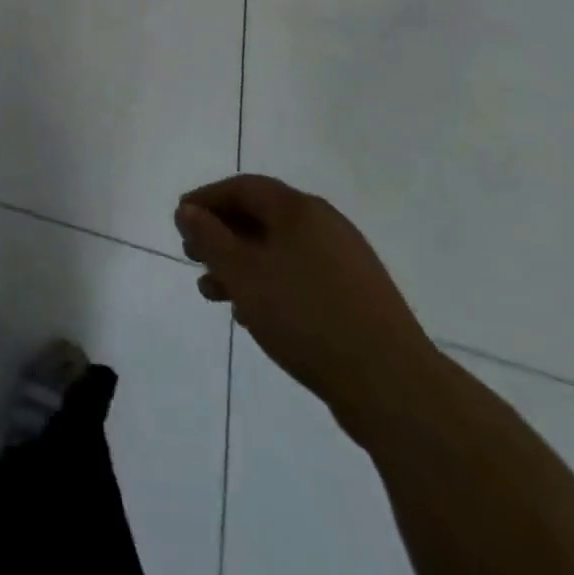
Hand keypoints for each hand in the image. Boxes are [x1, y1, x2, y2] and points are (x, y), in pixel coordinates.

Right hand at [175, 175, 443, 439]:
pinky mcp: (359, 299)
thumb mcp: (243, 273)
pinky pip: (301, 278)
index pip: (243, 187)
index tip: (180, 219)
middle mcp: (326, 226)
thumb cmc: (306, 316)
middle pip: (261, 218)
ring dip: (242, 266)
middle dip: (222, 236)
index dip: (206, 199)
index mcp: (300, 210)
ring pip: (279, 252)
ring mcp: (347, 263)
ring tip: (213, 294)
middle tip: (192, 256)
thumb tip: (188, 210)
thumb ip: (209, 237)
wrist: (394, 387)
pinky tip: (253, 315)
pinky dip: (270, 286)